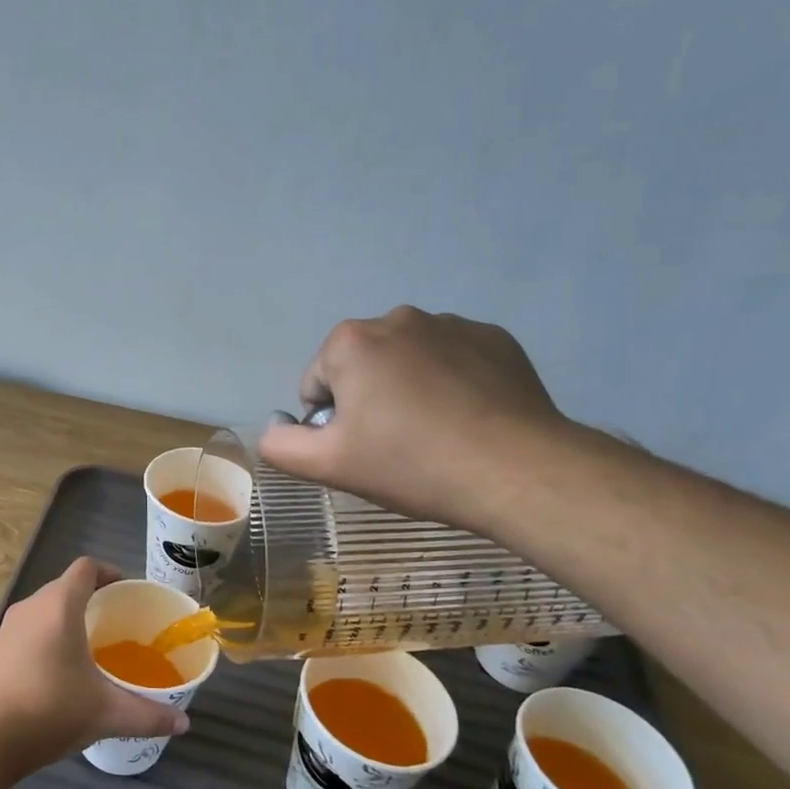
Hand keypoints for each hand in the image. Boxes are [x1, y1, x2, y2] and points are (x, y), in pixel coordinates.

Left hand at [0, 558, 188, 776]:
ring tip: (93, 650)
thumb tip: (183, 723)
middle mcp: (31, 607)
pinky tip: (61, 673)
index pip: (86, 568)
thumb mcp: (105, 713)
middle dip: (93, 600)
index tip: (128, 593)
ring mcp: (8, 628)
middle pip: (66, 587)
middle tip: (118, 625)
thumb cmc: (49, 710)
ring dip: (69, 620)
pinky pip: (30, 630)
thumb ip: (148, 715)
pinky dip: (49, 638)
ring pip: (45, 610)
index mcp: (58, 606)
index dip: (110, 573)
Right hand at [257, 307, 572, 526]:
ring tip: (437, 434)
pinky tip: (469, 419)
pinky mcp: (496, 339)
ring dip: (410, 389)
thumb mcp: (328, 465)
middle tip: (397, 445)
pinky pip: (454, 359)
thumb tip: (273, 427)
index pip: (317, 383)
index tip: (363, 449)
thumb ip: (281, 445)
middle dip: (370, 400)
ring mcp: (452, 324)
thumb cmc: (411, 463)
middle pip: (362, 367)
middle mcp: (398, 318)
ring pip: (408, 362)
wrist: (516, 470)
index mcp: (351, 342)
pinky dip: (452, 383)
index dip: (332, 422)